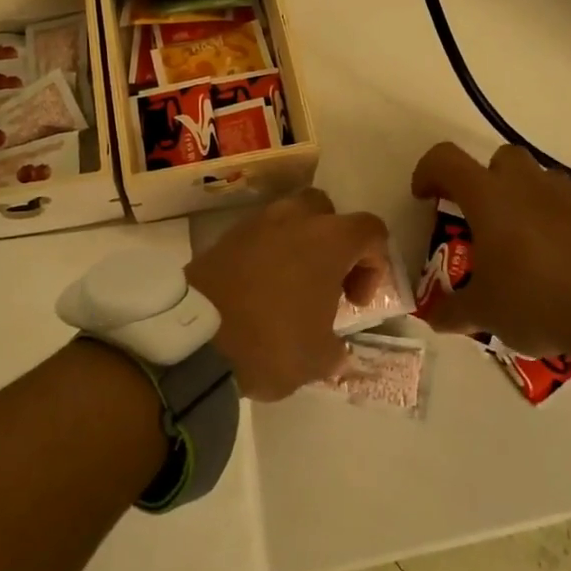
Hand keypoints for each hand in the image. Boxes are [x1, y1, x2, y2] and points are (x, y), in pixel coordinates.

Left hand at [187, 189, 388, 401]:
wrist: (196, 338)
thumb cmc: (272, 343)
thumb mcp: (318, 358)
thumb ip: (336, 348)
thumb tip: (336, 349)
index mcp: (329, 240)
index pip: (371, 230)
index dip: (374, 264)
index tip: (355, 301)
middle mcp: (294, 219)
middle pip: (327, 211)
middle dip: (334, 242)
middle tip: (327, 283)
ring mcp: (256, 223)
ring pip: (290, 218)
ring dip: (299, 245)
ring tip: (292, 287)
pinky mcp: (226, 236)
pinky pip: (259, 235)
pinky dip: (267, 254)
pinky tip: (261, 290)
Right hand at [410, 142, 570, 359]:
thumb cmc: (537, 300)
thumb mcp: (485, 312)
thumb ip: (453, 310)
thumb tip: (434, 316)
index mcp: (489, 197)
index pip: (446, 160)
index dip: (428, 172)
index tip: (425, 198)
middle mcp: (526, 184)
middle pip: (498, 158)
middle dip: (483, 180)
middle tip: (480, 218)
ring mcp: (566, 195)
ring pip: (536, 178)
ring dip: (521, 197)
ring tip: (519, 240)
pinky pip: (565, 203)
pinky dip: (553, 218)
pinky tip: (554, 256)